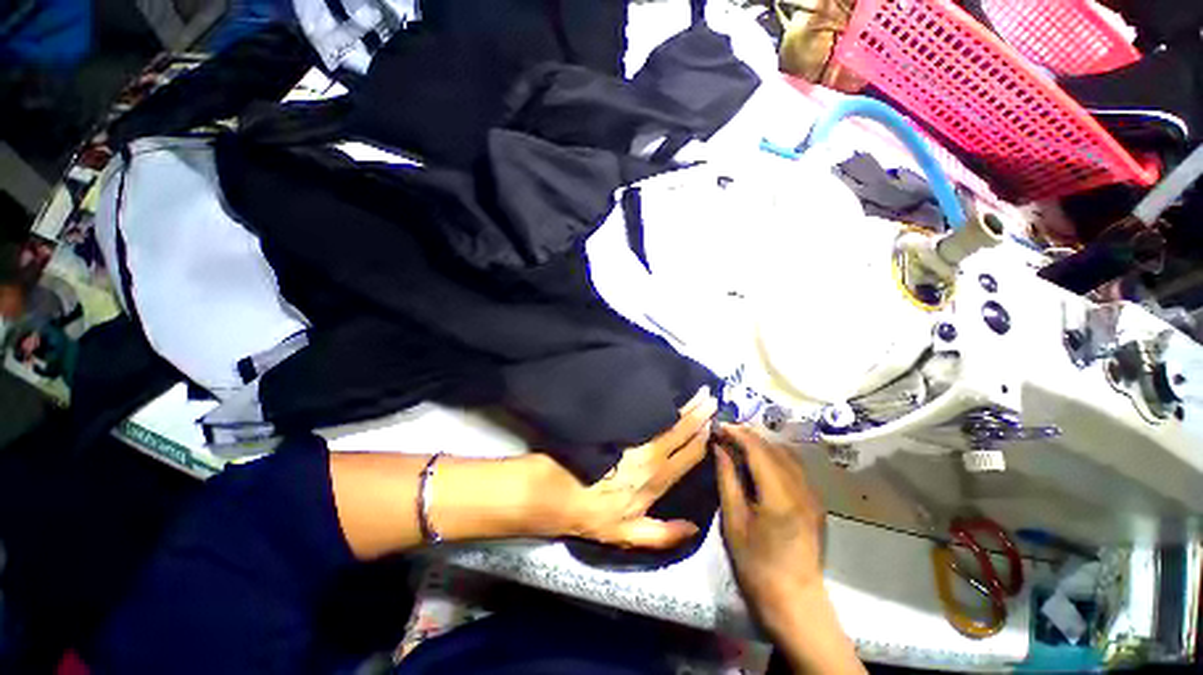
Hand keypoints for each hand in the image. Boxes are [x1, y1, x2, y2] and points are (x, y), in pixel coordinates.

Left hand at [534, 387, 717, 548]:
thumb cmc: (593, 514)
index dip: (703, 439)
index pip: (689, 455)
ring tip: (696, 390)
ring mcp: (635, 440)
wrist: (559, 491)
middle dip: (698, 414)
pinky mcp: (620, 427)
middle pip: (681, 431)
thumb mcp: (628, 535)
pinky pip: (644, 413)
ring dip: (684, 405)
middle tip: (711, 396)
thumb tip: (694, 528)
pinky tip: (663, 391)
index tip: (714, 423)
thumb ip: (663, 534)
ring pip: (666, 420)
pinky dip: (658, 403)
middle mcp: (651, 456)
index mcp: (657, 481)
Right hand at [714, 424, 826, 631]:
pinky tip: (760, 462)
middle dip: (748, 435)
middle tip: (725, 434)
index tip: (719, 426)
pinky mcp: (816, 502)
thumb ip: (727, 478)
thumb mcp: (733, 520)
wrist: (794, 601)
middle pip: (774, 447)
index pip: (758, 449)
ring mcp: (813, 494)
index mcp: (780, 494)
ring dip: (762, 444)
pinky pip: (795, 467)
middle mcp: (802, 488)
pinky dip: (775, 456)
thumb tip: (719, 447)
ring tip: (739, 444)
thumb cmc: (756, 564)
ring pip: (787, 454)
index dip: (738, 433)